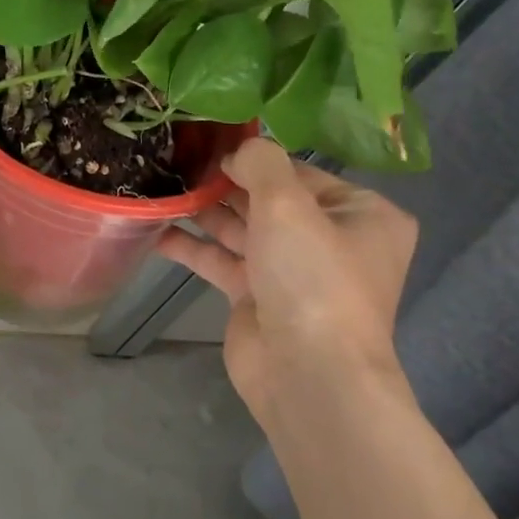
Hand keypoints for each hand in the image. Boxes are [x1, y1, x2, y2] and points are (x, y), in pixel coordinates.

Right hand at [157, 138, 417, 416]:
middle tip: (177, 162)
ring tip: (162, 187)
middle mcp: (331, 241)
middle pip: (269, 200)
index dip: (255, 157)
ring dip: (204, 211)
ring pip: (242, 229)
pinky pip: (223, 261)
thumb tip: (238, 150)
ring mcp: (293, 272)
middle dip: (224, 184)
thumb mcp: (288, 203)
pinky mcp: (259, 298)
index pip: (300, 172)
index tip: (209, 144)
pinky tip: (156, 231)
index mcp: (361, 215)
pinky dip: (193, 247)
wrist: (307, 374)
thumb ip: (261, 162)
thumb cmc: (311, 276)